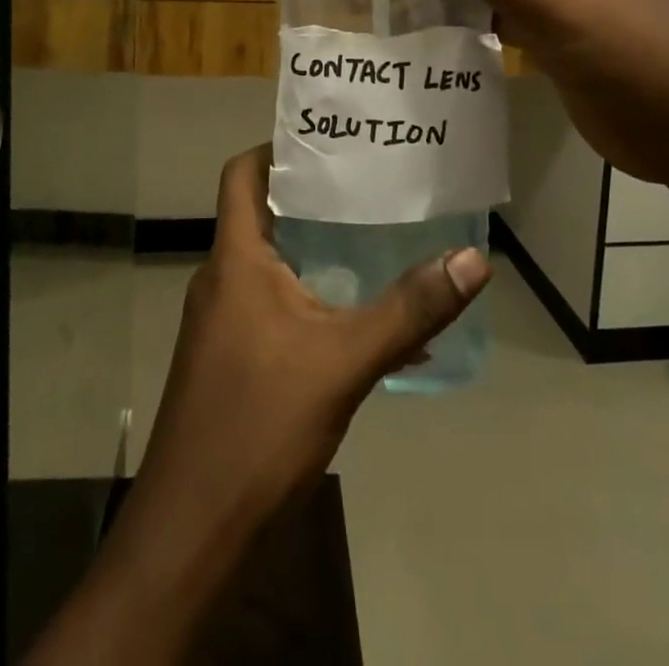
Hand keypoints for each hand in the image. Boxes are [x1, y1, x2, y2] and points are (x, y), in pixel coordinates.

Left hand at [29, 147, 489, 664]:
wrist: (194, 529)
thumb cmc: (259, 424)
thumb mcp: (344, 360)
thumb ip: (410, 309)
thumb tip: (473, 258)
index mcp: (236, 258)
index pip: (242, 172)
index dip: (277, 146)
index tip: (328, 138)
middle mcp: (222, 278)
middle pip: (263, 212)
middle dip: (313, 195)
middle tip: (369, 180)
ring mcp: (223, 321)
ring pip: (273, 261)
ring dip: (317, 248)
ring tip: (375, 235)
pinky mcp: (232, 358)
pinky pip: (276, 306)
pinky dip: (314, 299)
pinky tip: (363, 323)